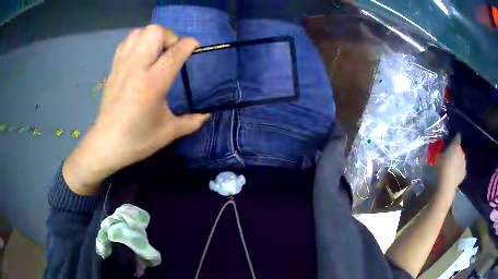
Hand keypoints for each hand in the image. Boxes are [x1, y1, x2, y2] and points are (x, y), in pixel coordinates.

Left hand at [63, 25, 207, 194]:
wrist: (106, 144)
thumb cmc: (138, 140)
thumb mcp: (168, 132)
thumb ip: (191, 122)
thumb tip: (207, 115)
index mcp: (154, 83)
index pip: (175, 51)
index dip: (189, 44)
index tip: (195, 47)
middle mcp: (137, 67)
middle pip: (155, 32)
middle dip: (169, 37)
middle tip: (171, 54)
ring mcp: (123, 65)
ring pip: (139, 32)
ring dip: (152, 37)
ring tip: (155, 53)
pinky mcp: (113, 68)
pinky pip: (126, 42)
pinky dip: (137, 42)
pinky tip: (140, 57)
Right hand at [437, 134, 466, 196]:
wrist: (445, 186)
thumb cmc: (439, 169)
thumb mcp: (436, 157)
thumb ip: (440, 151)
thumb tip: (440, 149)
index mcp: (456, 145)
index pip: (457, 137)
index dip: (454, 137)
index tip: (451, 139)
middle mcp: (462, 152)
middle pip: (459, 148)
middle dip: (455, 150)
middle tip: (449, 154)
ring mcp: (464, 163)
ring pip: (461, 158)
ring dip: (457, 160)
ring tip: (451, 165)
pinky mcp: (464, 173)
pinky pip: (461, 168)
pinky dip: (458, 169)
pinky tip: (454, 173)